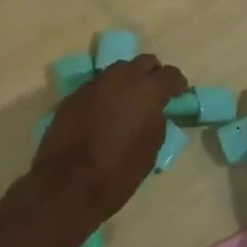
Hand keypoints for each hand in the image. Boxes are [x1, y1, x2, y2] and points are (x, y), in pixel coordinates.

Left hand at [26, 55, 186, 242]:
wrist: (68, 184)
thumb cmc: (118, 173)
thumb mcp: (150, 149)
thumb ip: (157, 121)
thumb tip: (154, 111)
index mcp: (147, 91)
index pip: (170, 74)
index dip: (177, 84)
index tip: (178, 95)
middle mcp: (121, 78)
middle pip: (143, 62)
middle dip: (152, 75)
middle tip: (153, 94)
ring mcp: (95, 84)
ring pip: (118, 71)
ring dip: (127, 81)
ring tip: (126, 103)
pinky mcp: (74, 94)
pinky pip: (97, 86)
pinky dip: (105, 94)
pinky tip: (103, 113)